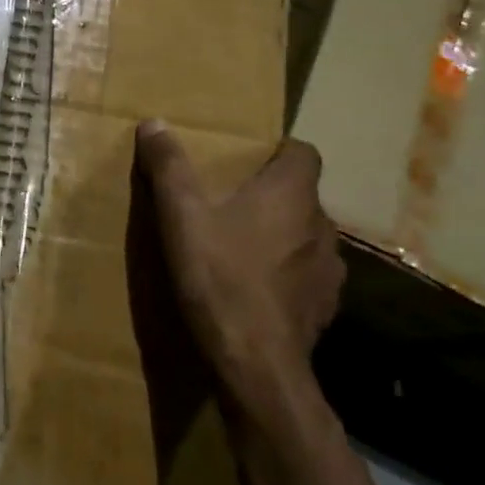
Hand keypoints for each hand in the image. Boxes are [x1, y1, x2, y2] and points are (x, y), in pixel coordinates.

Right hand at [133, 123, 344, 406]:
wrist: (254, 362)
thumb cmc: (219, 275)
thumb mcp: (181, 215)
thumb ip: (169, 166)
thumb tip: (154, 122)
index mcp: (291, 194)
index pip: (304, 152)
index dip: (279, 151)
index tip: (249, 160)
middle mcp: (321, 224)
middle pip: (302, 196)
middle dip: (272, 197)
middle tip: (232, 205)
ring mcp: (330, 269)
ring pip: (306, 238)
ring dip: (282, 238)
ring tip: (244, 250)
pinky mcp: (326, 307)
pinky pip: (307, 278)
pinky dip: (287, 277)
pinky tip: (257, 292)